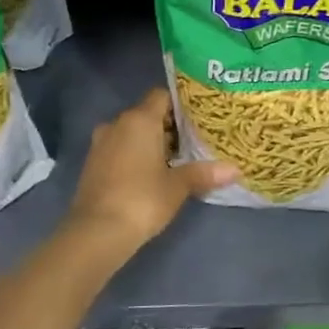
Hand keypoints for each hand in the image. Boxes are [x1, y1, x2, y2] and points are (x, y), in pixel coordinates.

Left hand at [65, 88, 236, 254]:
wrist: (97, 232)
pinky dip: (135, 155)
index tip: (200, 117)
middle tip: (195, 141)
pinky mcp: (93, 164)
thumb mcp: (178, 186)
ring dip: (151, 143)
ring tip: (177, 159)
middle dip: (169, 126)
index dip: (181, 104)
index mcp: (139, 120)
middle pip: (147, 114)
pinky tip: (152, 174)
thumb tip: (235, 170)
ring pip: (132, 133)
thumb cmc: (142, 199)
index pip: (162, 96)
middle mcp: (117, 124)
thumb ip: (205, 173)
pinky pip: (119, 149)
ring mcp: (101, 144)